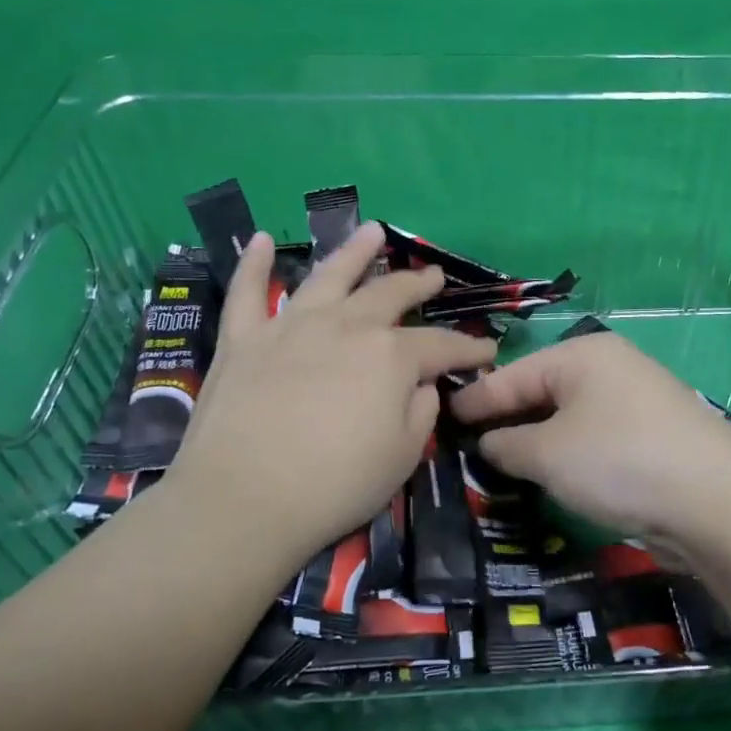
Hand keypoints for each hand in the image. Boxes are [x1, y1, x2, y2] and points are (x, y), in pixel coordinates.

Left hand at [165, 223, 495, 569]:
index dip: (468, 348)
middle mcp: (346, 327)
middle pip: (390, 294)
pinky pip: (247, 292)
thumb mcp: (403, 456)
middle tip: (434, 276)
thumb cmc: (334, 485)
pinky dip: (254, 264)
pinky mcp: (244, 340)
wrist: (243, 500)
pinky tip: (263, 239)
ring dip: (354, 251)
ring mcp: (291, 327)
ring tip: (373, 230)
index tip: (488, 350)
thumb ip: (421, 411)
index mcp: (390, 357)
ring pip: (329, 275)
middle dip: (418, 284)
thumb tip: (419, 385)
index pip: (441, 346)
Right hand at [449, 331, 730, 543]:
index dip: (476, 399)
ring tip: (500, 463)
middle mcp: (610, 367)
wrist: (715, 500)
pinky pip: (593, 437)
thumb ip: (507, 444)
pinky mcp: (652, 435)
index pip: (513, 374)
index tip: (441, 416)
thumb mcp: (548, 454)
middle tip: (465, 445)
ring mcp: (635, 400)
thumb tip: (490, 442)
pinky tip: (550, 474)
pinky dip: (567, 453)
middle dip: (506, 419)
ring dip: (536, 440)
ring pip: (568, 417)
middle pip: (542, 391)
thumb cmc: (618, 461)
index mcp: (582, 355)